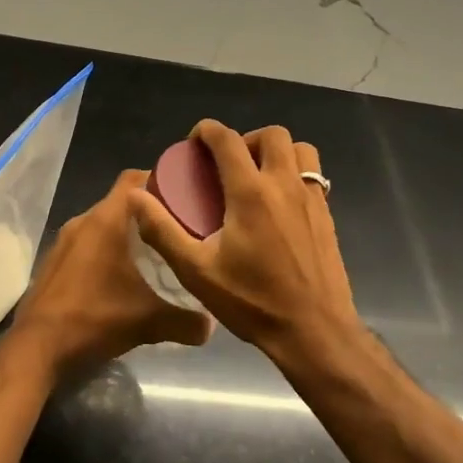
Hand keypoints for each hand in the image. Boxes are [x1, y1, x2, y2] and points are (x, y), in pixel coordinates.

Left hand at [10, 170, 214, 380]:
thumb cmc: (94, 318)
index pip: (133, 179)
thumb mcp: (148, 321)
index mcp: (105, 221)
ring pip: (101, 224)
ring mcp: (64, 241)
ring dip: (124, 232)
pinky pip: (86, 243)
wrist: (37, 346)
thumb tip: (211, 326)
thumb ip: (185, 320)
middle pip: (119, 202)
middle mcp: (82, 221)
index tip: (184, 192)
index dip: (158, 179)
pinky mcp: (54, 261)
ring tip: (154, 251)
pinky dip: (104, 250)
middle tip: (177, 226)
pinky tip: (120, 275)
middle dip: (147, 210)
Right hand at [127, 120, 358, 358]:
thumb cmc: (252, 301)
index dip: (207, 131)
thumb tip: (135, 197)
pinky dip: (294, 172)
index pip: (227, 139)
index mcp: (250, 192)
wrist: (314, 332)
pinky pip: (312, 174)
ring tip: (256, 176)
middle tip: (227, 164)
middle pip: (271, 134)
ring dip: (276, 151)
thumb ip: (163, 230)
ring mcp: (312, 199)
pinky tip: (278, 204)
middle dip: (245, 139)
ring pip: (299, 148)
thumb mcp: (196, 270)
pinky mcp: (327, 215)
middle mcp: (284, 185)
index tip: (194, 143)